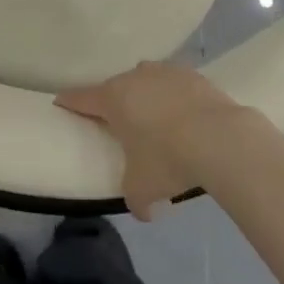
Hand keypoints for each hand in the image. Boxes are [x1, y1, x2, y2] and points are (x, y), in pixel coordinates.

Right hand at [57, 63, 269, 219]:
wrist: (221, 138)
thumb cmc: (168, 159)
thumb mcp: (142, 189)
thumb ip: (135, 199)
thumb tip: (144, 211)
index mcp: (113, 99)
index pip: (81, 98)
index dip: (69, 102)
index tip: (61, 103)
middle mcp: (135, 77)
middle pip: (115, 87)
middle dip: (115, 103)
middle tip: (119, 124)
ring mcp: (165, 72)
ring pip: (147, 81)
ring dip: (146, 97)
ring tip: (156, 120)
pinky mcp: (193, 75)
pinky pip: (175, 85)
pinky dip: (175, 98)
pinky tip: (185, 117)